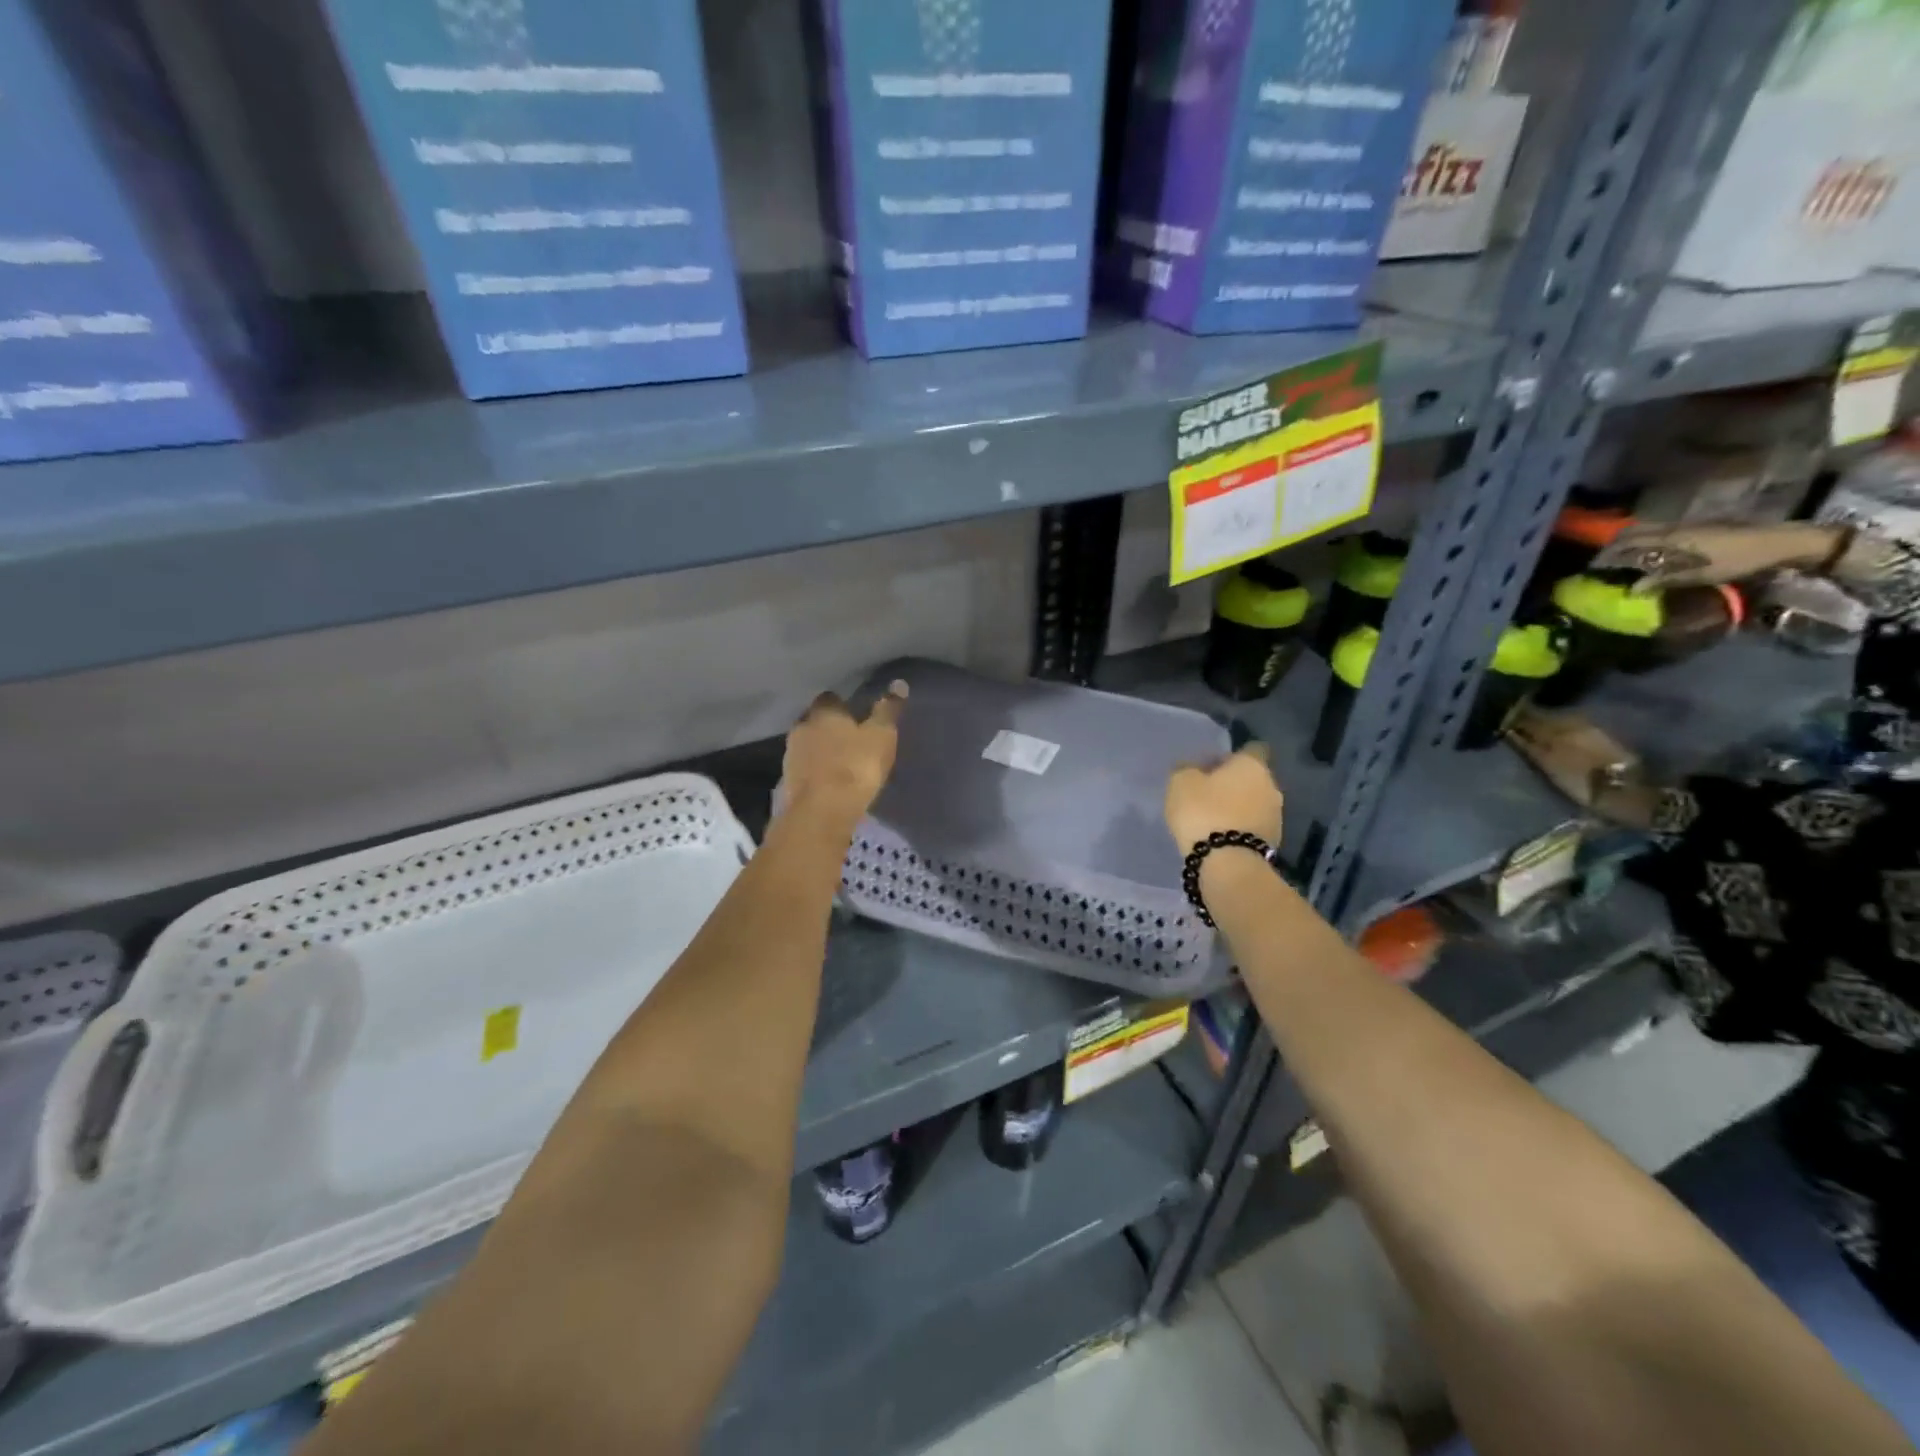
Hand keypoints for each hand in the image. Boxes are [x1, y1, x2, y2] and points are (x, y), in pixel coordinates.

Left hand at [782, 680, 907, 828]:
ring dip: (820, 750)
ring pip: (807, 745)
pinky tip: (828, 782)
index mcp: (823, 712)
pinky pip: (804, 769)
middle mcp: (801, 727)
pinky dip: (814, 771)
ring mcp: (790, 755)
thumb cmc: (856, 766)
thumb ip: (888, 710)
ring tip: (839, 762)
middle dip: (828, 728)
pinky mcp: (787, 782)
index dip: (842, 705)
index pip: (830, 698)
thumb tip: (899, 683)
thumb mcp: (881, 736)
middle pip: (815, 721)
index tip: (855, 715)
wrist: (822, 811)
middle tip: (848, 739)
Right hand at [1165, 743, 1282, 851]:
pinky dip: (1240, 829)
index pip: (1251, 749)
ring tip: (1212, 819)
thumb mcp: (1181, 783)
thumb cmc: (1203, 812)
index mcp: (1252, 765)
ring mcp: (1276, 816)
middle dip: (1233, 784)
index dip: (1231, 757)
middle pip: (1253, 778)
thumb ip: (1187, 769)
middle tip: (1206, 794)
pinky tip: (1220, 837)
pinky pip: (1253, 827)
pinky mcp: (1273, 842)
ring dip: (1237, 808)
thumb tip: (1193, 768)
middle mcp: (1272, 786)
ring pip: (1254, 804)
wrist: (1228, 864)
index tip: (1212, 767)